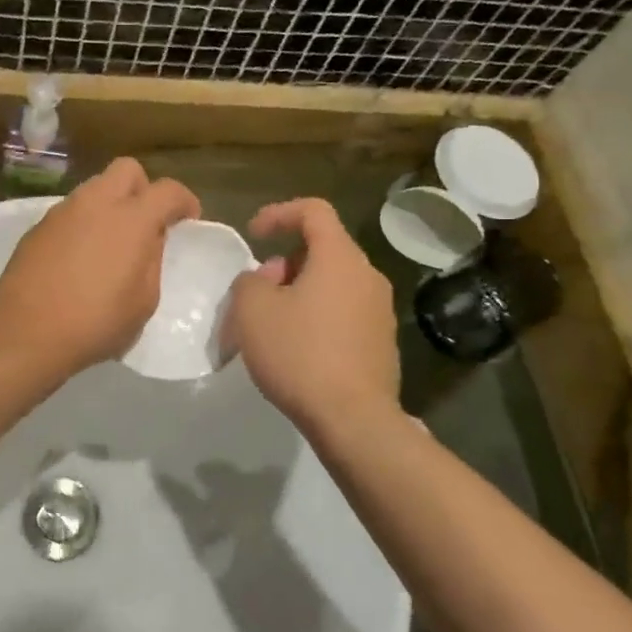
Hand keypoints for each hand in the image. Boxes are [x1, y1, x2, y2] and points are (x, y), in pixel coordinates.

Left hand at [0, 158, 200, 382]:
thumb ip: (152, 261)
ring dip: (110, 204)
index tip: (188, 220)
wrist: (26, 332)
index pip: (168, 190)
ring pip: (95, 188)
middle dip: (143, 188)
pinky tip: (80, 257)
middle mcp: (96, 202)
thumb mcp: (144, 301)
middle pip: (127, 169)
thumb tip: (150, 239)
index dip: (184, 201)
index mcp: (131, 218)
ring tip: (111, 242)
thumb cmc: (96, 323)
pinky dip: (84, 223)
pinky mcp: (38, 226)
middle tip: (147, 222)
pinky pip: (71, 211)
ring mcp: (62, 211)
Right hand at [221, 199, 400, 433]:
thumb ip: (249, 281)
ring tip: (272, 324)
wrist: (353, 420)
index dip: (279, 213)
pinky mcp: (382, 343)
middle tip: (258, 292)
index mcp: (340, 258)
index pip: (313, 211)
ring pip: (332, 283)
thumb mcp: (252, 310)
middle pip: (322, 249)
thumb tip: (264, 281)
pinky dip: (317, 316)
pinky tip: (297, 349)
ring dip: (299, 291)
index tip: (253, 234)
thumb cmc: (299, 353)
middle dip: (284, 262)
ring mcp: (380, 311)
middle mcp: (368, 276)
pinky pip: (343, 312)